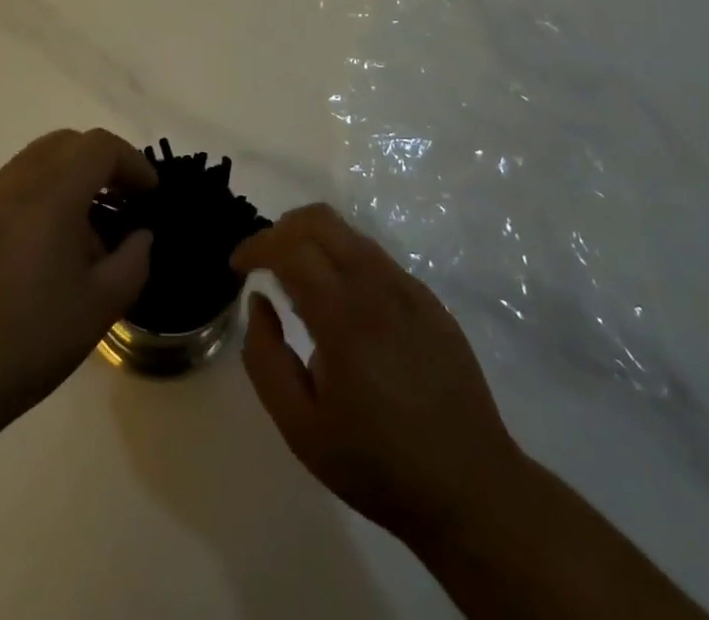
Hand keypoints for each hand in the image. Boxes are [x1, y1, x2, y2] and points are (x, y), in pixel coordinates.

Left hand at [0, 129, 155, 443]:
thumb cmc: (25, 343)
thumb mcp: (99, 309)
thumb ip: (133, 261)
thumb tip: (139, 236)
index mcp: (49, 193)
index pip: (99, 146)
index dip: (132, 162)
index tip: (150, 195)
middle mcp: (11, 182)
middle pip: (65, 143)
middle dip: (101, 164)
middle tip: (122, 202)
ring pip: (34, 163)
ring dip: (68, 180)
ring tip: (84, 233)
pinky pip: (8, 189)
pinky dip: (37, 198)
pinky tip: (41, 252)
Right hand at [231, 204, 525, 555]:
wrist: (472, 489)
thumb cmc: (378, 464)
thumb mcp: (301, 428)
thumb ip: (266, 359)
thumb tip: (259, 303)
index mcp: (343, 314)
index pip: (290, 247)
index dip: (256, 246)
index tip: (237, 265)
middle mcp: (377, 285)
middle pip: (320, 220)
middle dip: (282, 229)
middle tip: (263, 262)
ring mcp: (408, 288)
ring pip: (349, 233)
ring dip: (313, 241)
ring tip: (297, 283)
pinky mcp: (428, 300)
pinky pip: (375, 258)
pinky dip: (344, 260)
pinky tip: (341, 305)